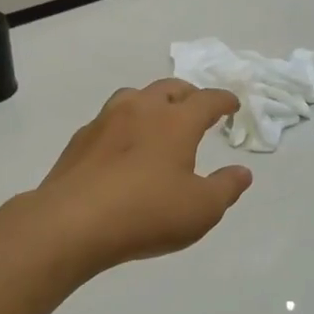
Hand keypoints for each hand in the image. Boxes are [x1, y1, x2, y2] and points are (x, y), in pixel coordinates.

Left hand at [30, 78, 251, 276]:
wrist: (72, 223)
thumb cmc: (147, 213)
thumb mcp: (201, 209)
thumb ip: (226, 188)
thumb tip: (242, 172)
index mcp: (175, 121)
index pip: (206, 100)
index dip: (223, 101)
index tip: (232, 105)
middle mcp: (141, 110)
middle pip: (169, 89)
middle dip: (188, 95)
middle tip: (197, 109)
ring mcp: (105, 122)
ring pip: (134, 97)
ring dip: (152, 103)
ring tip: (158, 121)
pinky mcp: (80, 141)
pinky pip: (109, 121)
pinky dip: (124, 125)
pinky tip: (123, 148)